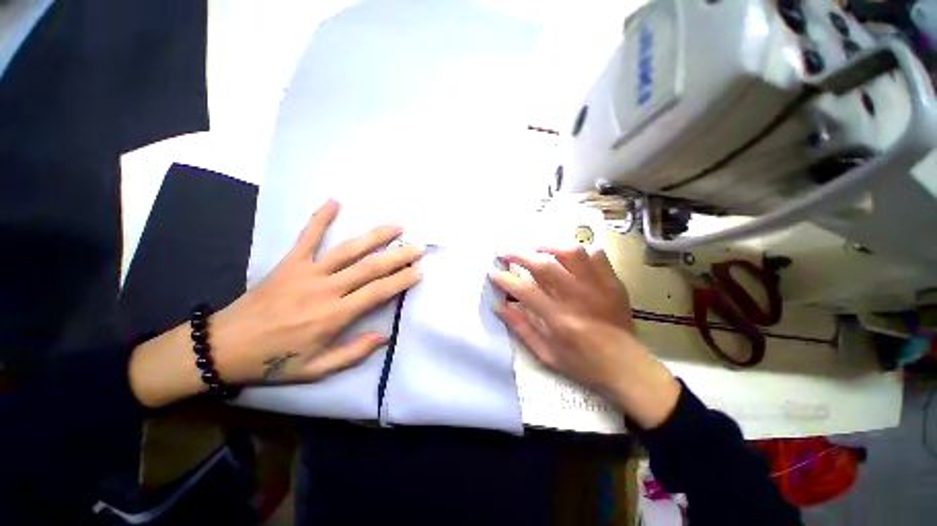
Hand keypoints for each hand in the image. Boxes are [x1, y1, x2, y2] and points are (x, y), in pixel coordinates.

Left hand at [130, 200, 423, 406]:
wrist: (223, 347)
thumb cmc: (273, 361)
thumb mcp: (317, 369)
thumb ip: (353, 353)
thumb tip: (384, 336)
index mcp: (334, 315)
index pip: (378, 292)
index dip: (402, 280)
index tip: (419, 271)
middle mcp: (326, 289)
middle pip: (370, 267)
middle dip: (399, 256)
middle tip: (418, 247)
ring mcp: (307, 272)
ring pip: (348, 249)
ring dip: (375, 236)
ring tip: (396, 226)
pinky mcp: (289, 263)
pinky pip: (307, 236)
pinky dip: (321, 217)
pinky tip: (335, 200)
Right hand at [488, 246, 679, 427]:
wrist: (626, 368)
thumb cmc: (582, 365)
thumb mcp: (546, 354)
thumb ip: (521, 328)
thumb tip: (499, 306)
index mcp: (559, 320)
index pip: (524, 290)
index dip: (504, 278)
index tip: (492, 272)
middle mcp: (578, 299)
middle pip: (544, 265)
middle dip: (519, 255)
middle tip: (506, 253)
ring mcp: (599, 288)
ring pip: (572, 253)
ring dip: (549, 247)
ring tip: (536, 250)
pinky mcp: (613, 283)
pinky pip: (596, 255)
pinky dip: (579, 252)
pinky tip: (568, 258)